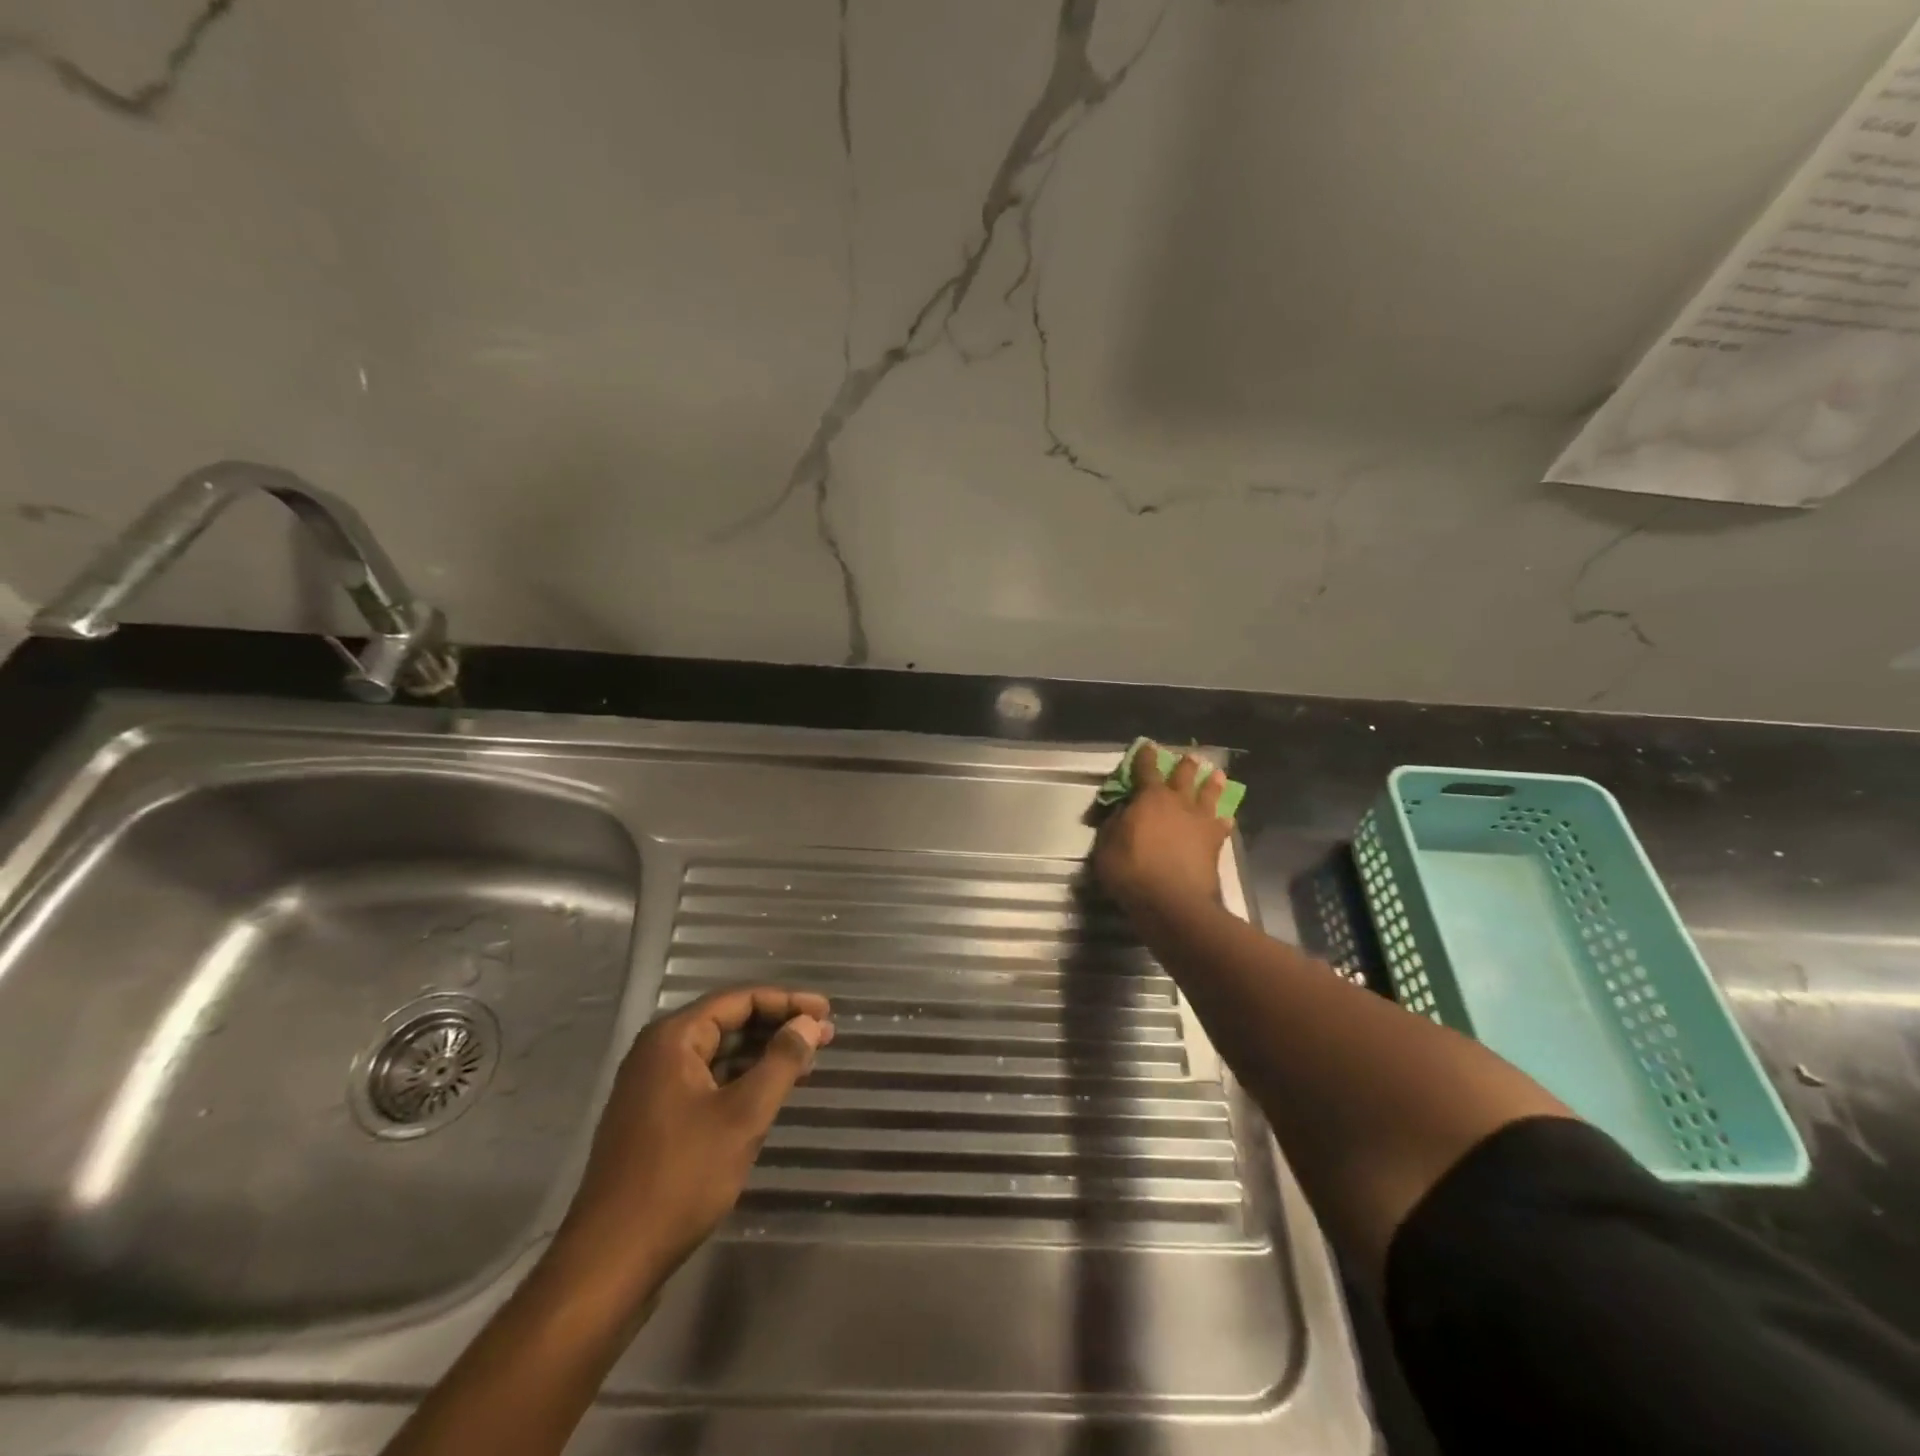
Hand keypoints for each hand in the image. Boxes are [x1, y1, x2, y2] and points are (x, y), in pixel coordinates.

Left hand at [554, 986, 832, 1288]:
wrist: (610, 1261)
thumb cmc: (681, 1178)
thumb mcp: (743, 1116)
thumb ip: (781, 1061)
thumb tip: (809, 1023)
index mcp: (673, 1039)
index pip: (739, 1000)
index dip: (787, 1001)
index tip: (826, 1011)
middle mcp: (658, 1052)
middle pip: (728, 1022)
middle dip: (777, 1027)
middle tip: (824, 1035)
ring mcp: (652, 1087)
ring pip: (718, 1054)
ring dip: (762, 1054)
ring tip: (806, 1062)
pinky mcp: (654, 1119)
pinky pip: (707, 1081)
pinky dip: (741, 1080)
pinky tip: (769, 1093)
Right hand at [1095, 743, 1231, 923]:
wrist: (1172, 902)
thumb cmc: (1131, 871)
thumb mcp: (1106, 846)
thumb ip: (1114, 824)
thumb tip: (1123, 811)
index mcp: (1150, 798)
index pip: (1146, 770)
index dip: (1145, 757)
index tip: (1147, 746)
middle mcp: (1178, 803)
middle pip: (1184, 777)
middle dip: (1185, 765)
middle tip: (1191, 757)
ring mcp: (1200, 822)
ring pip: (1209, 796)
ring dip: (1212, 784)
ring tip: (1217, 775)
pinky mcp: (1215, 843)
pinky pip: (1221, 826)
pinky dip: (1223, 820)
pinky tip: (1226, 819)